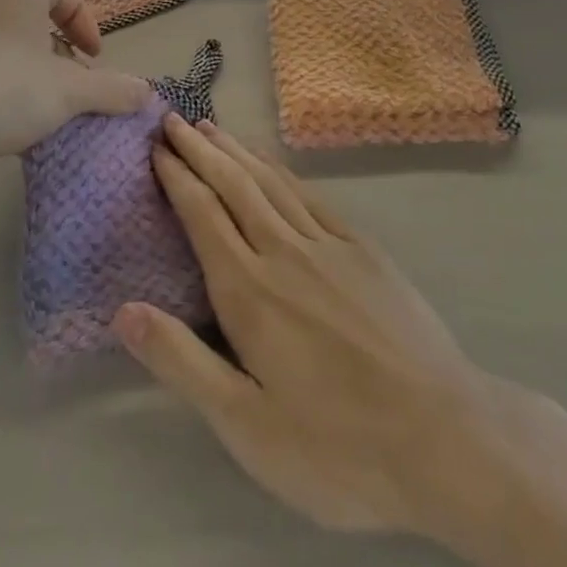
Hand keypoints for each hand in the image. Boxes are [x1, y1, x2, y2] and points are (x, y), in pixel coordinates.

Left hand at [0, 0, 150, 190]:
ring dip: (34, 83)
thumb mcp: (67, 90)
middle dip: (62, 58)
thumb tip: (148, 92)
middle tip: (76, 91)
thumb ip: (111, 90)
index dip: (84, 20)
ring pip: (9, 56)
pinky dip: (1, 101)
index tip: (95, 57)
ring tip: (47, 118)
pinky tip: (9, 134)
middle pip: (35, 24)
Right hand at [114, 114, 495, 533]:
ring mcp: (329, 245)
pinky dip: (283, 172)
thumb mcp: (247, 426)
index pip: (203, 215)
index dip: (177, 177)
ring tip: (213, 127)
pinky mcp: (364, 250)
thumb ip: (183, 363)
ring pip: (271, 182)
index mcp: (249, 291)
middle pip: (234, 185)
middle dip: (201, 149)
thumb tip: (123, 311)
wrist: (443, 436)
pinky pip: (311, 196)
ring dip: (238, 151)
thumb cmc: (337, 446)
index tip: (156, 148)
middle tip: (174, 120)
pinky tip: (274, 166)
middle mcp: (284, 252)